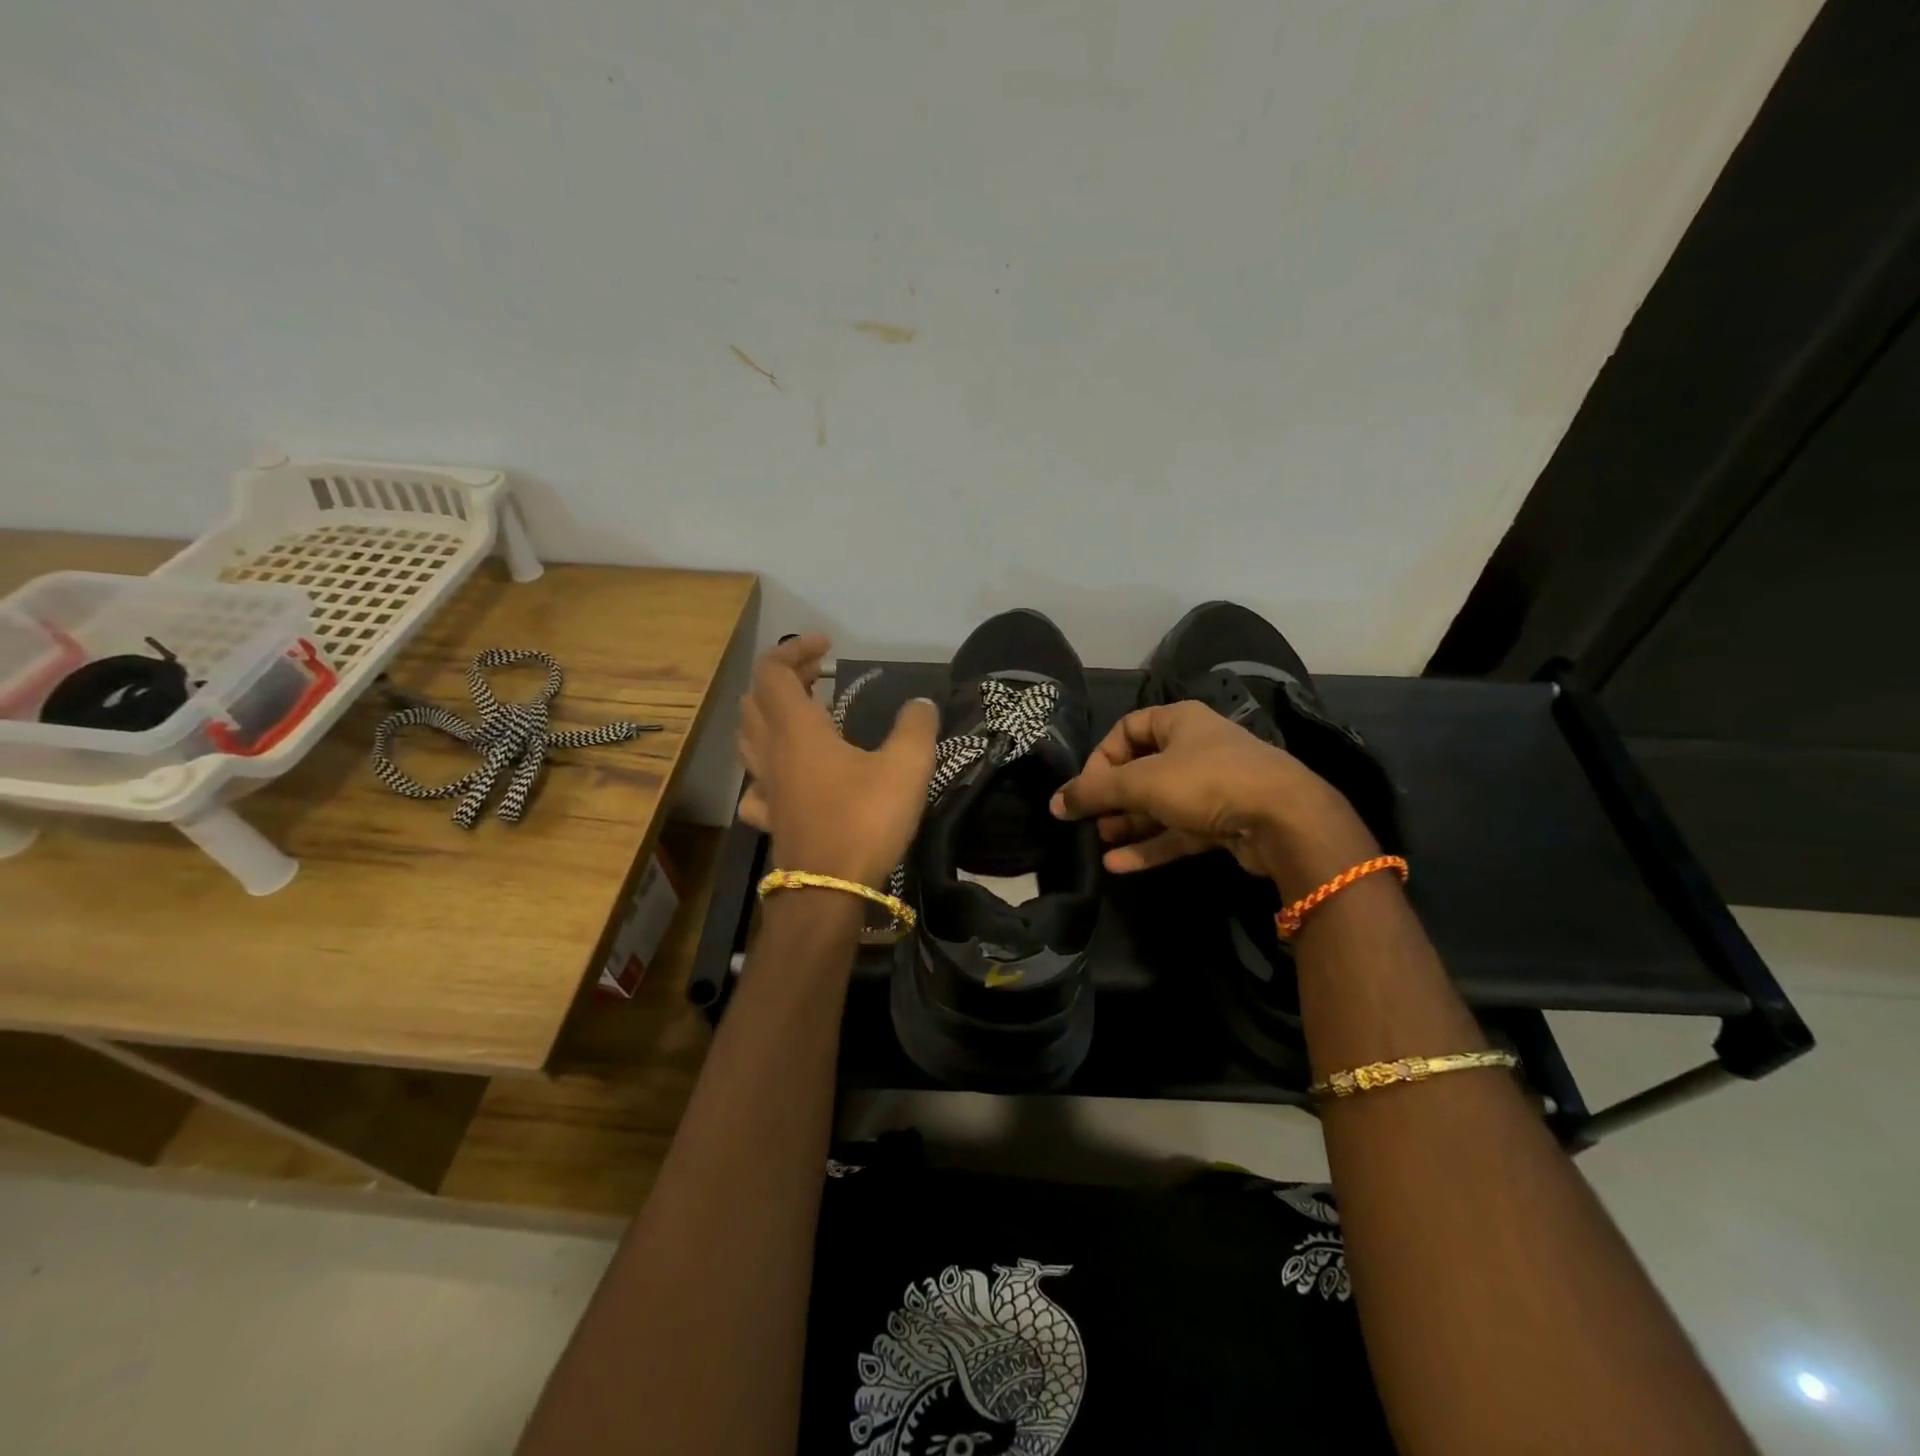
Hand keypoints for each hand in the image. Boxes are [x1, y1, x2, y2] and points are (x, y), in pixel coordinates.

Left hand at [736, 635, 938, 886]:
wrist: (829, 891)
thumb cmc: (864, 820)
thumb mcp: (907, 767)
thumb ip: (916, 727)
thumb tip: (921, 704)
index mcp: (796, 730)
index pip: (772, 671)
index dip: (794, 649)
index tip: (826, 646)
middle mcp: (771, 752)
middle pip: (756, 700)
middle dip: (783, 678)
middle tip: (818, 678)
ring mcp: (765, 788)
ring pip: (749, 738)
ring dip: (770, 716)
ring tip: (805, 717)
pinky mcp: (769, 818)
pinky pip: (755, 782)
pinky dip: (768, 767)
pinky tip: (789, 776)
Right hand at [1049, 700, 1378, 899]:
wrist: (1284, 820)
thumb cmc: (1206, 782)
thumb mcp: (1141, 782)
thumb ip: (1095, 791)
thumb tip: (1054, 802)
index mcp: (1179, 722)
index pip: (1127, 730)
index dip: (1101, 757)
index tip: (1086, 787)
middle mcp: (1195, 749)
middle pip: (1141, 770)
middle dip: (1112, 798)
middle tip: (1090, 820)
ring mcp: (1211, 787)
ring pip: (1158, 805)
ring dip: (1128, 824)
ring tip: (1099, 843)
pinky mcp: (1222, 822)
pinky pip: (1176, 832)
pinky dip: (1149, 846)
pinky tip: (1118, 865)